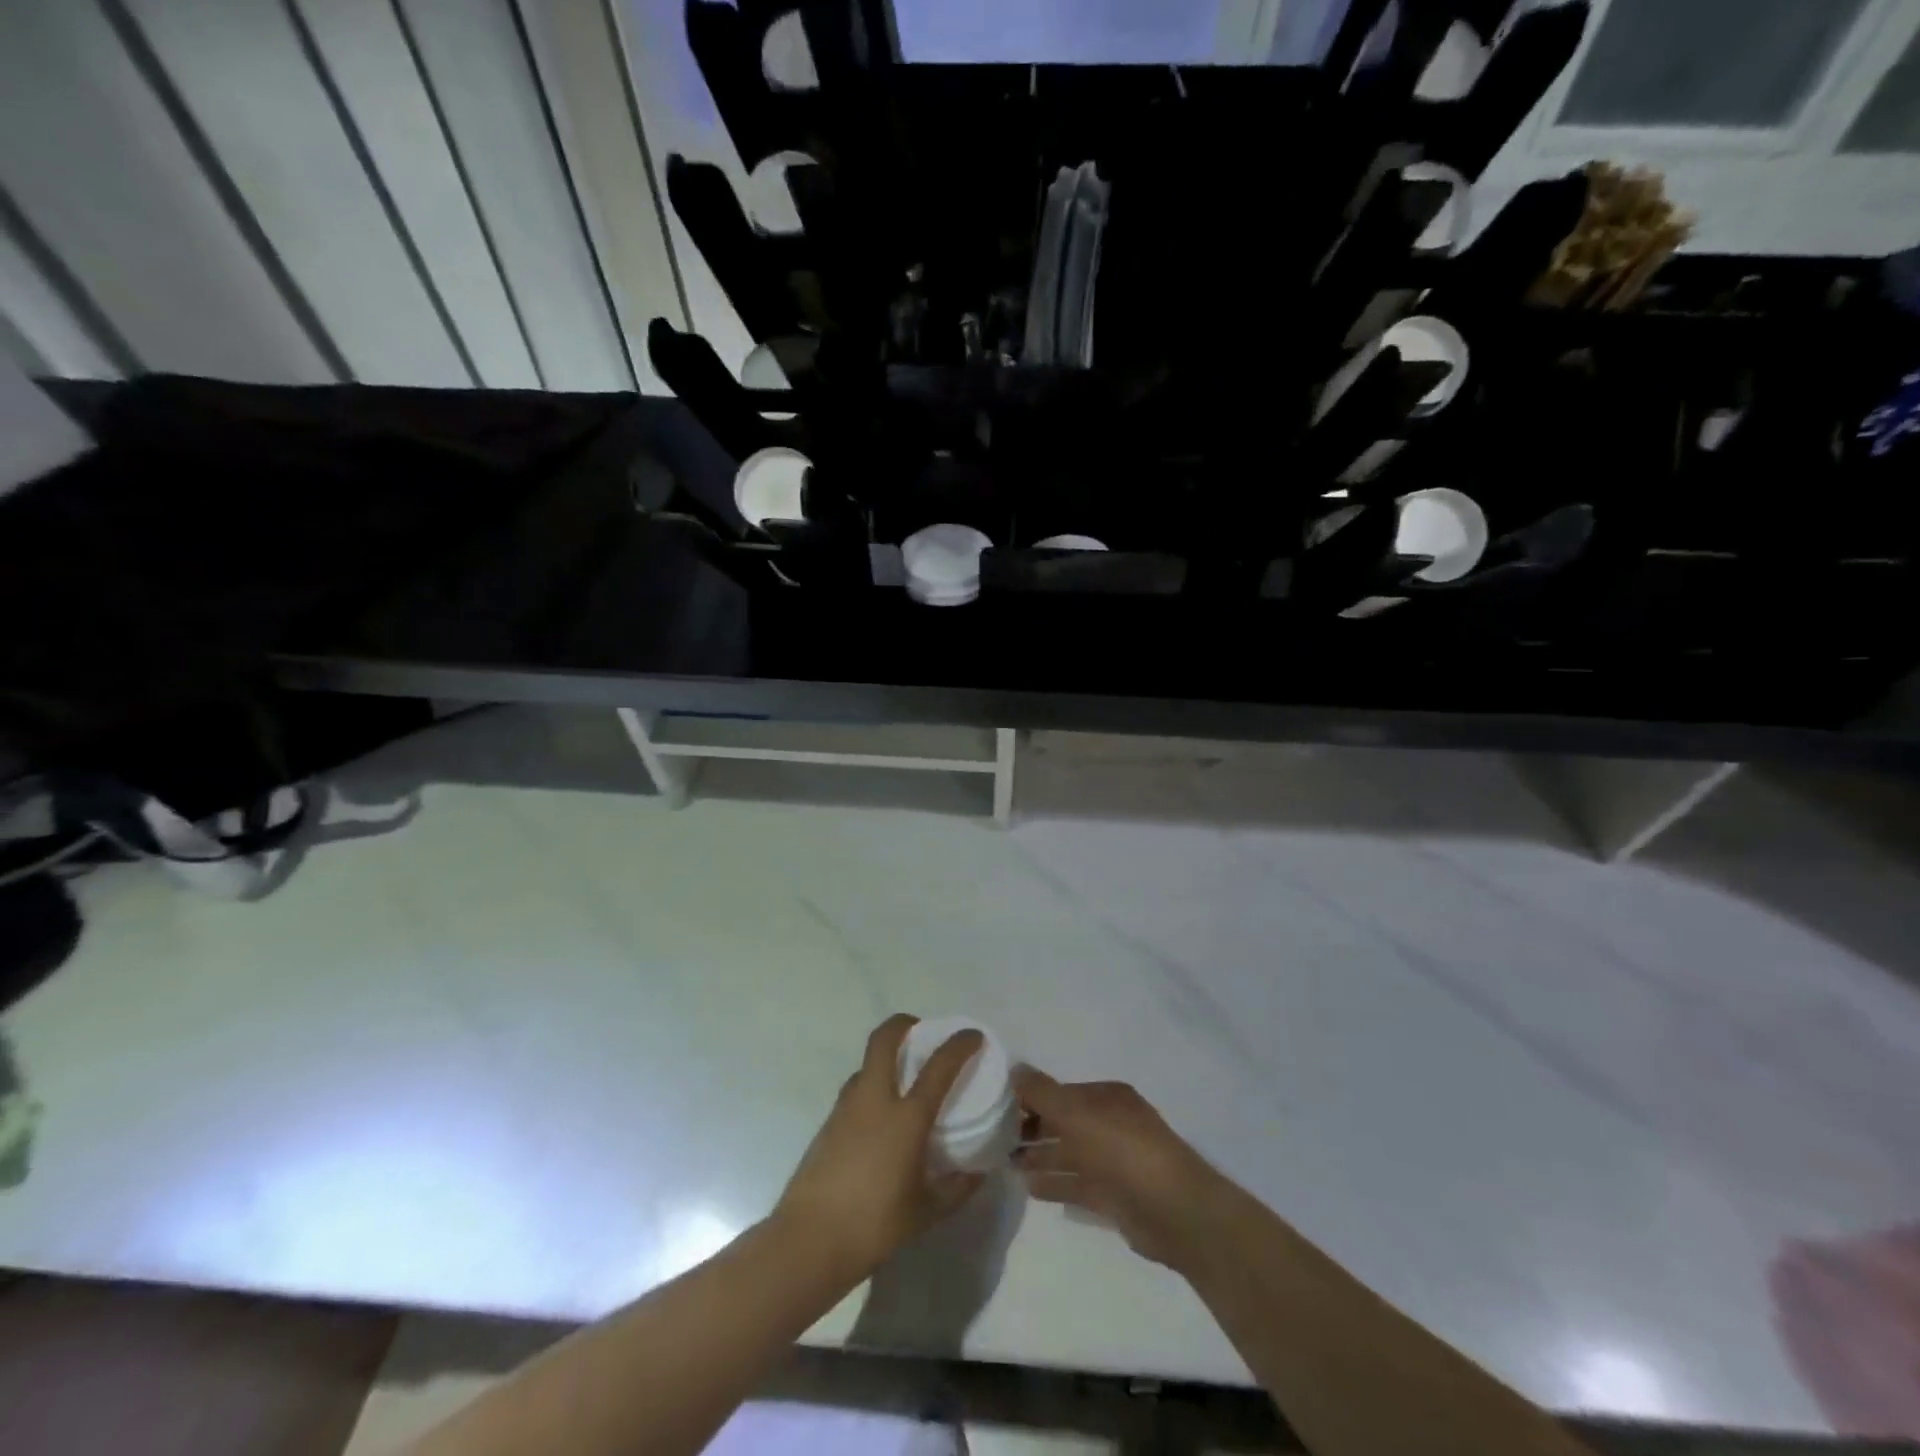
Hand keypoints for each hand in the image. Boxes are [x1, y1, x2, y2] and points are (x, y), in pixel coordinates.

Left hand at [774, 1015, 986, 1281]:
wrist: (809, 1240)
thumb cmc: (875, 1225)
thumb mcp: (927, 1212)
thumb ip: (957, 1188)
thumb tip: (979, 1172)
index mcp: (906, 1117)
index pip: (939, 1066)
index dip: (960, 1045)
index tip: (974, 1036)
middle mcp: (875, 1100)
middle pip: (885, 1040)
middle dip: (903, 1024)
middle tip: (920, 1030)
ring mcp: (846, 1108)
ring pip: (866, 1063)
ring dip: (885, 1057)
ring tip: (902, 1077)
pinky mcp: (828, 1122)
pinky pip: (854, 1089)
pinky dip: (871, 1086)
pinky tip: (879, 1117)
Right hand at [1013, 1066, 1237, 1269]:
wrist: (1175, 1211)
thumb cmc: (1122, 1150)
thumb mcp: (1076, 1114)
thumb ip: (1043, 1093)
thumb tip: (1014, 1068)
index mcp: (1106, 1098)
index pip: (1061, 1092)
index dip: (1031, 1098)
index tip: (998, 1107)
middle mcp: (1111, 1124)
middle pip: (1064, 1123)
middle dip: (1033, 1129)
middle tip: (995, 1138)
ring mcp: (1114, 1162)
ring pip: (1069, 1154)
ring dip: (1040, 1157)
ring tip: (1005, 1163)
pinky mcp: (1115, 1197)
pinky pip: (1077, 1184)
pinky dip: (1055, 1184)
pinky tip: (1029, 1187)